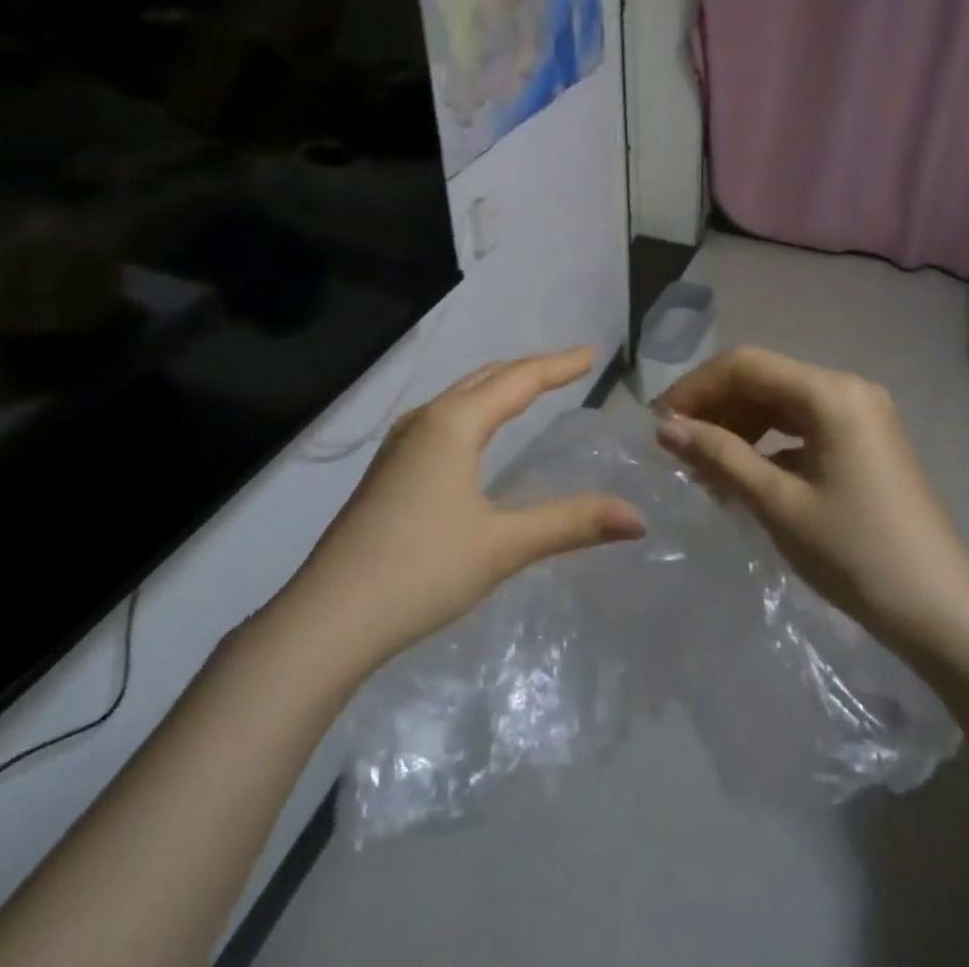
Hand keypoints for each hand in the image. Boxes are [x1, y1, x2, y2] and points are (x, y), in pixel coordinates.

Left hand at [287, 349, 646, 669]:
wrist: (330, 615)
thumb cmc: (422, 569)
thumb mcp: (503, 545)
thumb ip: (571, 523)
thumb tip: (638, 518)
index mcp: (454, 423)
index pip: (518, 380)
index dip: (558, 365)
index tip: (591, 353)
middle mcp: (425, 421)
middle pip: (486, 378)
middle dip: (528, 369)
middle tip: (567, 368)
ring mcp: (400, 445)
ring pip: (459, 398)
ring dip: (498, 387)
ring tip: (529, 391)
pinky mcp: (389, 471)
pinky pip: (442, 420)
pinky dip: (474, 411)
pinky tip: (477, 436)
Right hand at [655, 346, 968, 657]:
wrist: (942, 615)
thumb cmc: (855, 555)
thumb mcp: (777, 503)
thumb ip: (718, 455)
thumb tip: (665, 427)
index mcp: (831, 393)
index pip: (745, 365)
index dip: (695, 388)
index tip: (660, 425)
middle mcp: (848, 389)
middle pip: (763, 379)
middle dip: (714, 408)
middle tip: (677, 448)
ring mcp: (861, 415)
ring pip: (780, 403)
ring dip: (737, 426)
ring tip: (704, 467)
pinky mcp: (864, 442)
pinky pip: (802, 426)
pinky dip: (767, 443)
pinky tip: (743, 475)